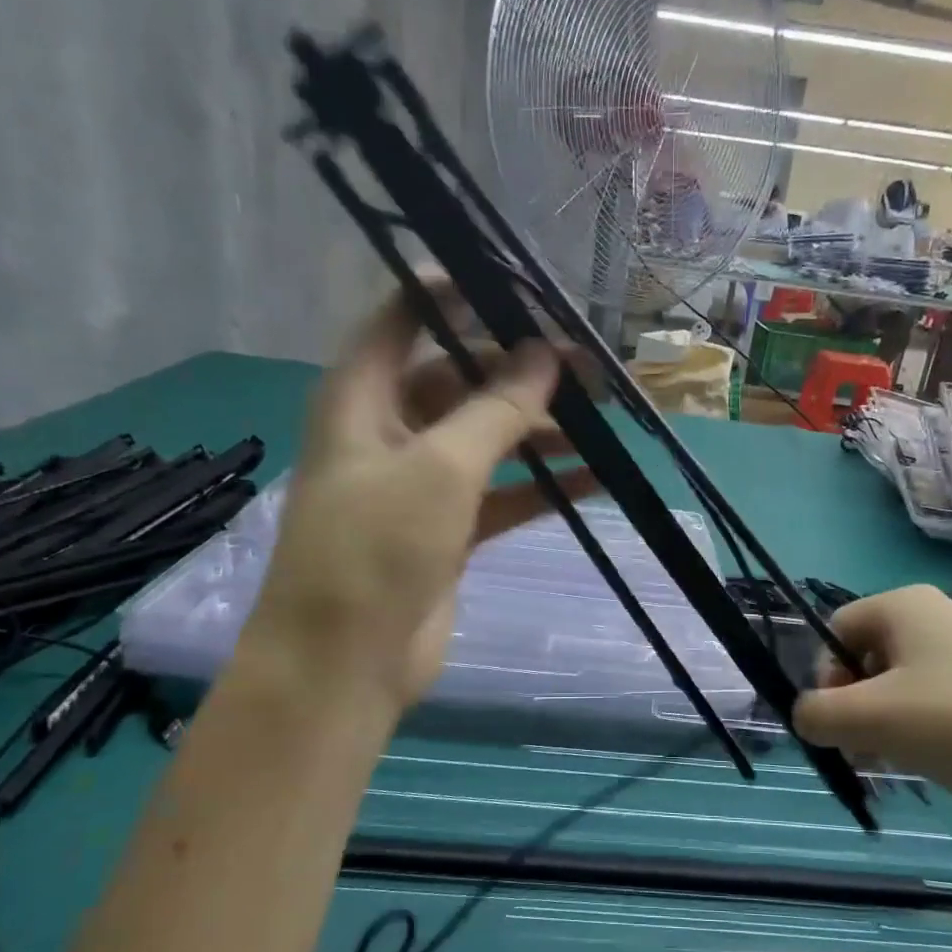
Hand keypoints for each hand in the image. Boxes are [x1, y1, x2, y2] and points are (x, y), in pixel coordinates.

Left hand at [245, 285, 599, 704]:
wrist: (344, 664)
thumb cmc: (375, 548)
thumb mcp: (441, 466)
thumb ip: (497, 407)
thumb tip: (546, 354)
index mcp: (362, 395)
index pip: (404, 317)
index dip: (456, 291)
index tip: (522, 287)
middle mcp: (389, 428)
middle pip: (460, 378)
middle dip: (523, 371)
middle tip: (590, 368)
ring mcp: (419, 482)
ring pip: (488, 437)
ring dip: (543, 429)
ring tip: (607, 420)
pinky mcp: (447, 529)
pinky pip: (502, 492)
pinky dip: (543, 484)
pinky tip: (597, 478)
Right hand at [792, 586, 951, 840]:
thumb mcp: (868, 719)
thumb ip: (817, 714)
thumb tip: (807, 717)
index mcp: (905, 604)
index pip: (835, 628)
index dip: (825, 675)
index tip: (840, 720)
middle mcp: (941, 615)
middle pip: (869, 656)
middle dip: (857, 703)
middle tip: (868, 748)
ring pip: (906, 682)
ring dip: (889, 721)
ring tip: (905, 760)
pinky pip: (945, 699)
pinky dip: (930, 728)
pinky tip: (946, 761)